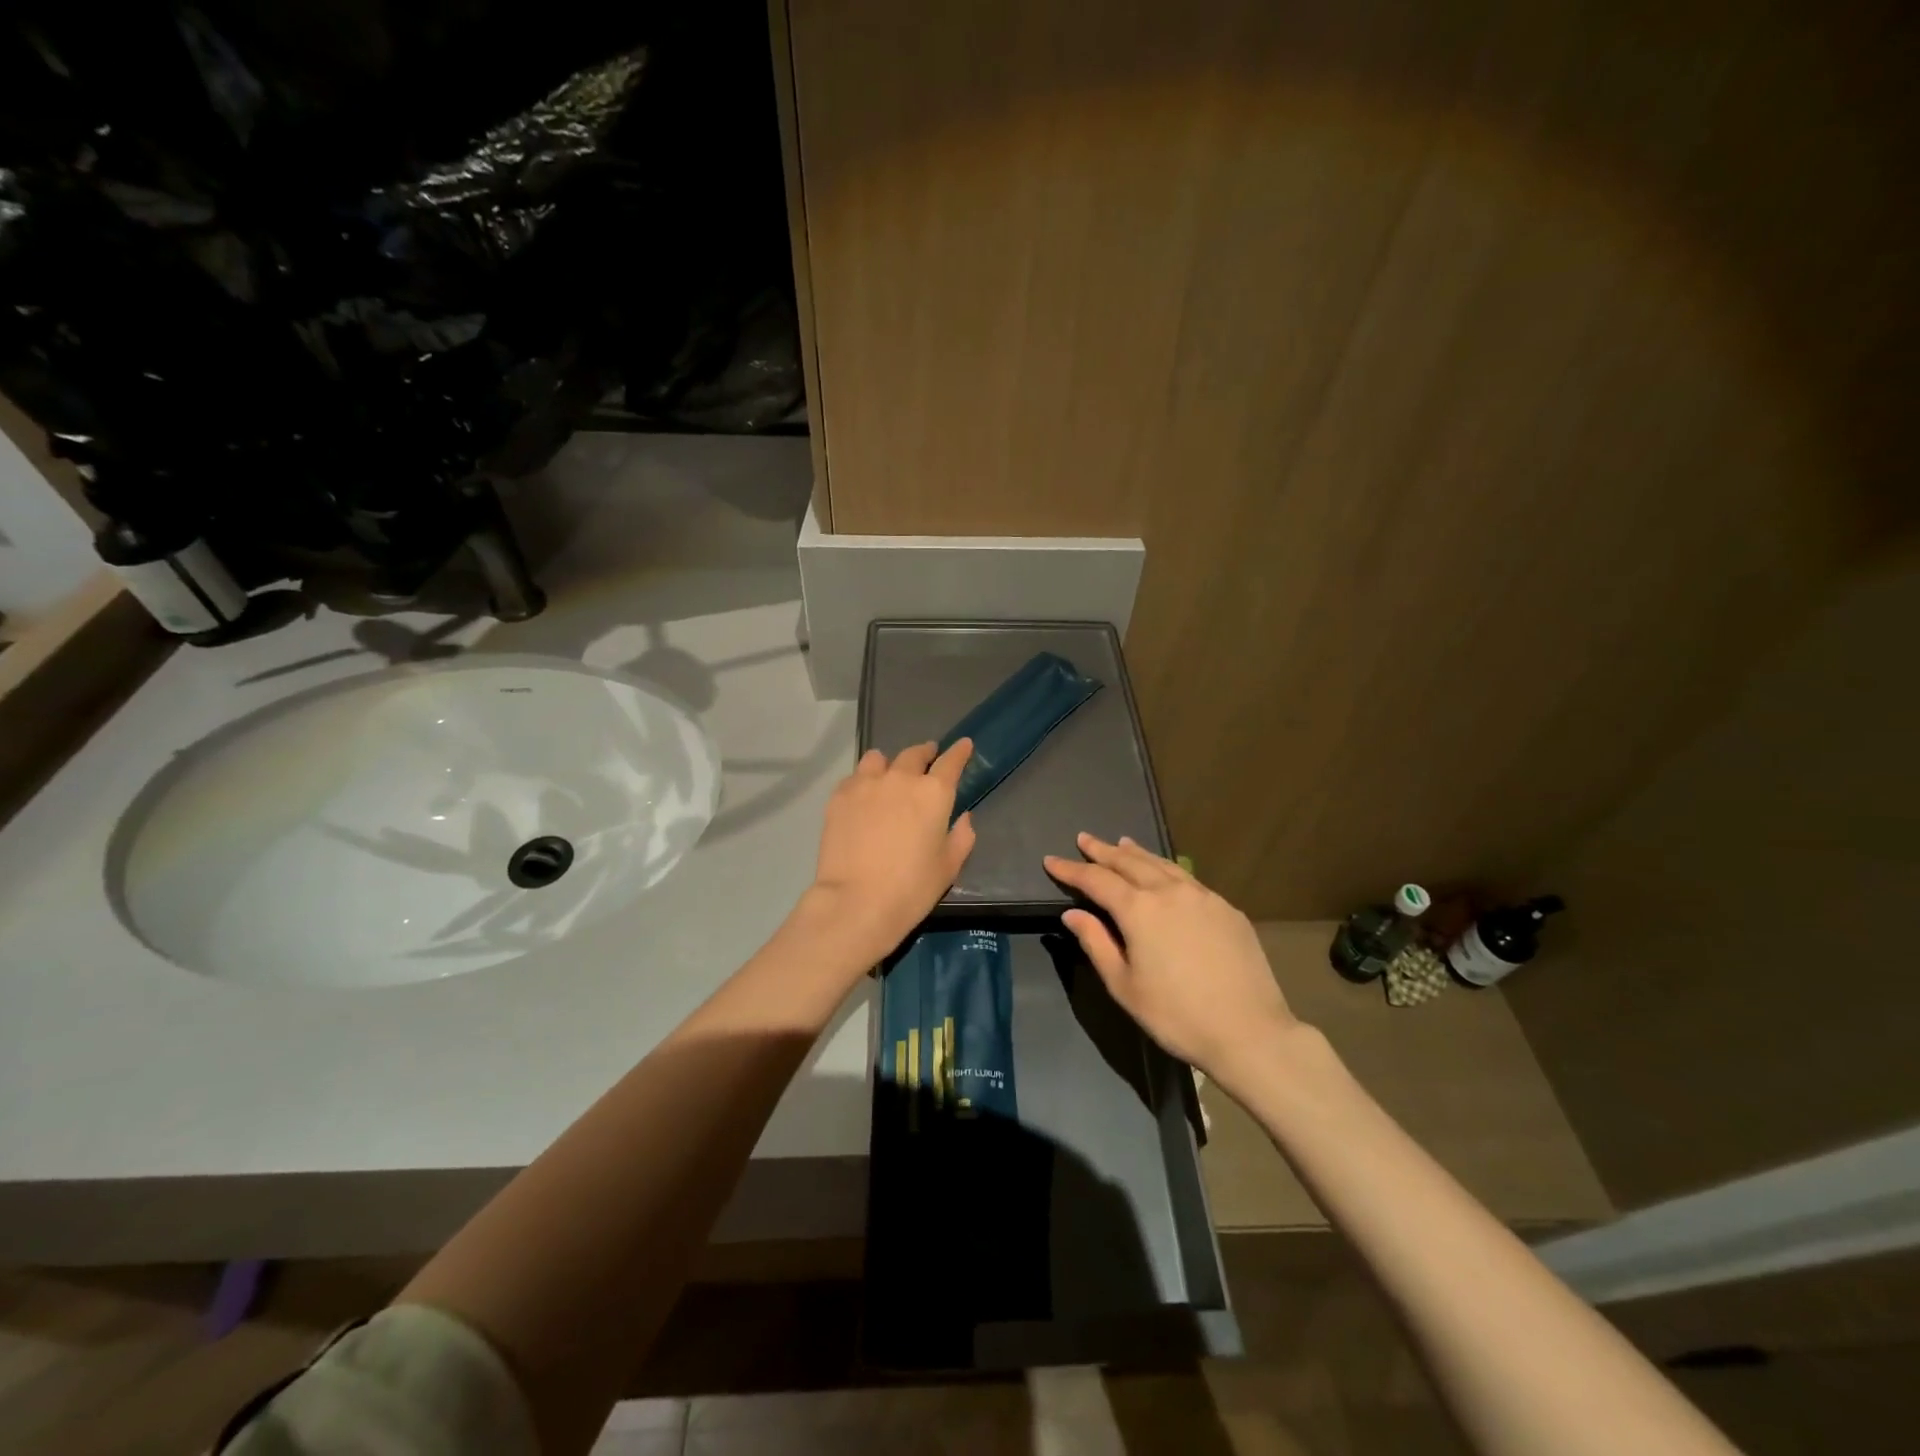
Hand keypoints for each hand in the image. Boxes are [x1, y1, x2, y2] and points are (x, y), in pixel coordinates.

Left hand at [801, 740, 976, 964]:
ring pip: (879, 759)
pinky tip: (862, 797)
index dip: (959, 751)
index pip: (951, 761)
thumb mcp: (948, 867)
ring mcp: (866, 784)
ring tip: (888, 776)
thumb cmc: (911, 888)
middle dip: (924, 753)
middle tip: (927, 758)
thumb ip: (961, 837)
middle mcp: (901, 779)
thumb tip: (963, 818)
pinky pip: (855, 777)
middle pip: (914, 754)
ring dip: (889, 764)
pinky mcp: (839, 796)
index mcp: (934, 793)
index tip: (963, 745)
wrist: (856, 902)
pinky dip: (863, 781)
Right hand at [1045, 833, 1299, 1085]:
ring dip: (1137, 853)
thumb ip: (1096, 943)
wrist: (1249, 1032)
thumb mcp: (1124, 985)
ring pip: (1162, 864)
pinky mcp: (1227, 909)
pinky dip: (1166, 868)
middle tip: (1084, 839)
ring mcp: (1203, 896)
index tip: (1051, 860)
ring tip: (1121, 843)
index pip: (1096, 880)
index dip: (1071, 869)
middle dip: (1103, 851)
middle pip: (1129, 862)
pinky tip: (1165, 874)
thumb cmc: (1176, 1015)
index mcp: (1139, 910)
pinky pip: (1188, 879)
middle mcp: (1170, 891)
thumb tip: (1073, 913)